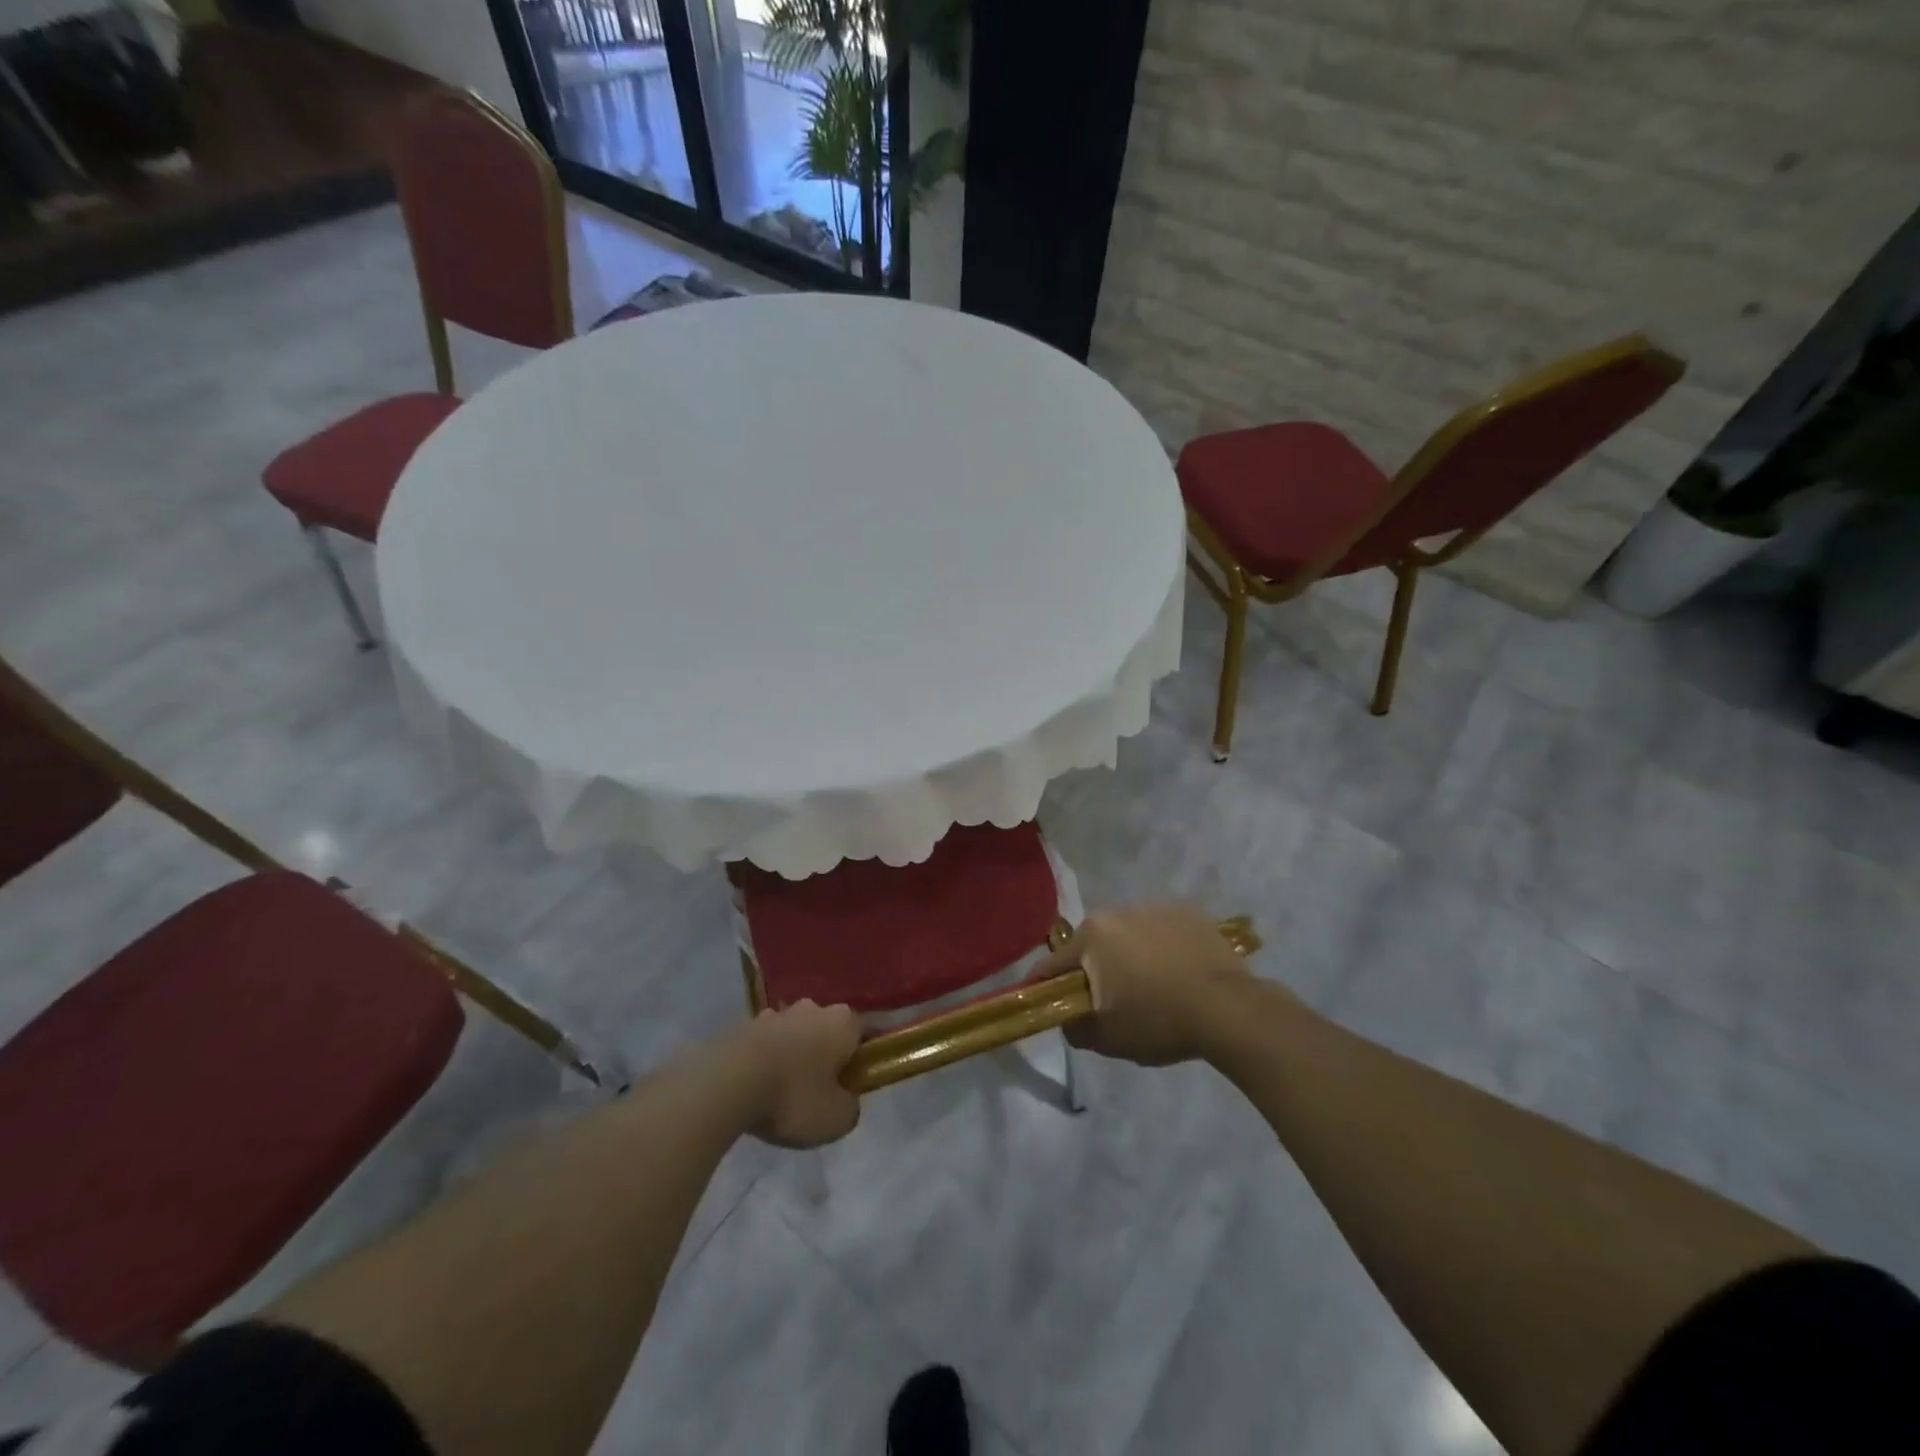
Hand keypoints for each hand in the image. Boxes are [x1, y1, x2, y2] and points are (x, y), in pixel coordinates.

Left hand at [729, 1000, 862, 1148]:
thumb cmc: (793, 1098)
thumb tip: (846, 1099)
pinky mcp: (744, 1025)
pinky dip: (764, 1060)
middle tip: (817, 1090)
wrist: (727, 1084)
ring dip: (792, 1055)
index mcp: (842, 1022)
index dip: (860, 1059)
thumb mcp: (837, 1119)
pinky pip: (764, 1043)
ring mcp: (775, 1013)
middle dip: (824, 1054)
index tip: (850, 1084)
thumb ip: (850, 1107)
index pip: (862, 1033)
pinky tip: (755, 1087)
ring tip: (780, 1092)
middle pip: (826, 1030)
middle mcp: (812, 1008)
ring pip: (794, 1034)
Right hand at [1033, 904, 1257, 1065]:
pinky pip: (1162, 932)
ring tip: (1149, 987)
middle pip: (1093, 945)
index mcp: (1092, 936)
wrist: (1229, 1009)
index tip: (1040, 1000)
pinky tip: (1176, 974)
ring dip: (1128, 956)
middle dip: (1093, 969)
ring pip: (1128, 935)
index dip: (1043, 985)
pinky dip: (1161, 949)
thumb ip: (1075, 1028)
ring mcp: (1155, 907)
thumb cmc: (1159, 1020)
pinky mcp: (1188, 912)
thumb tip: (1069, 1019)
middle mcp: (1118, 911)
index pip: (1054, 963)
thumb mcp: (1107, 1038)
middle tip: (1106, 1000)